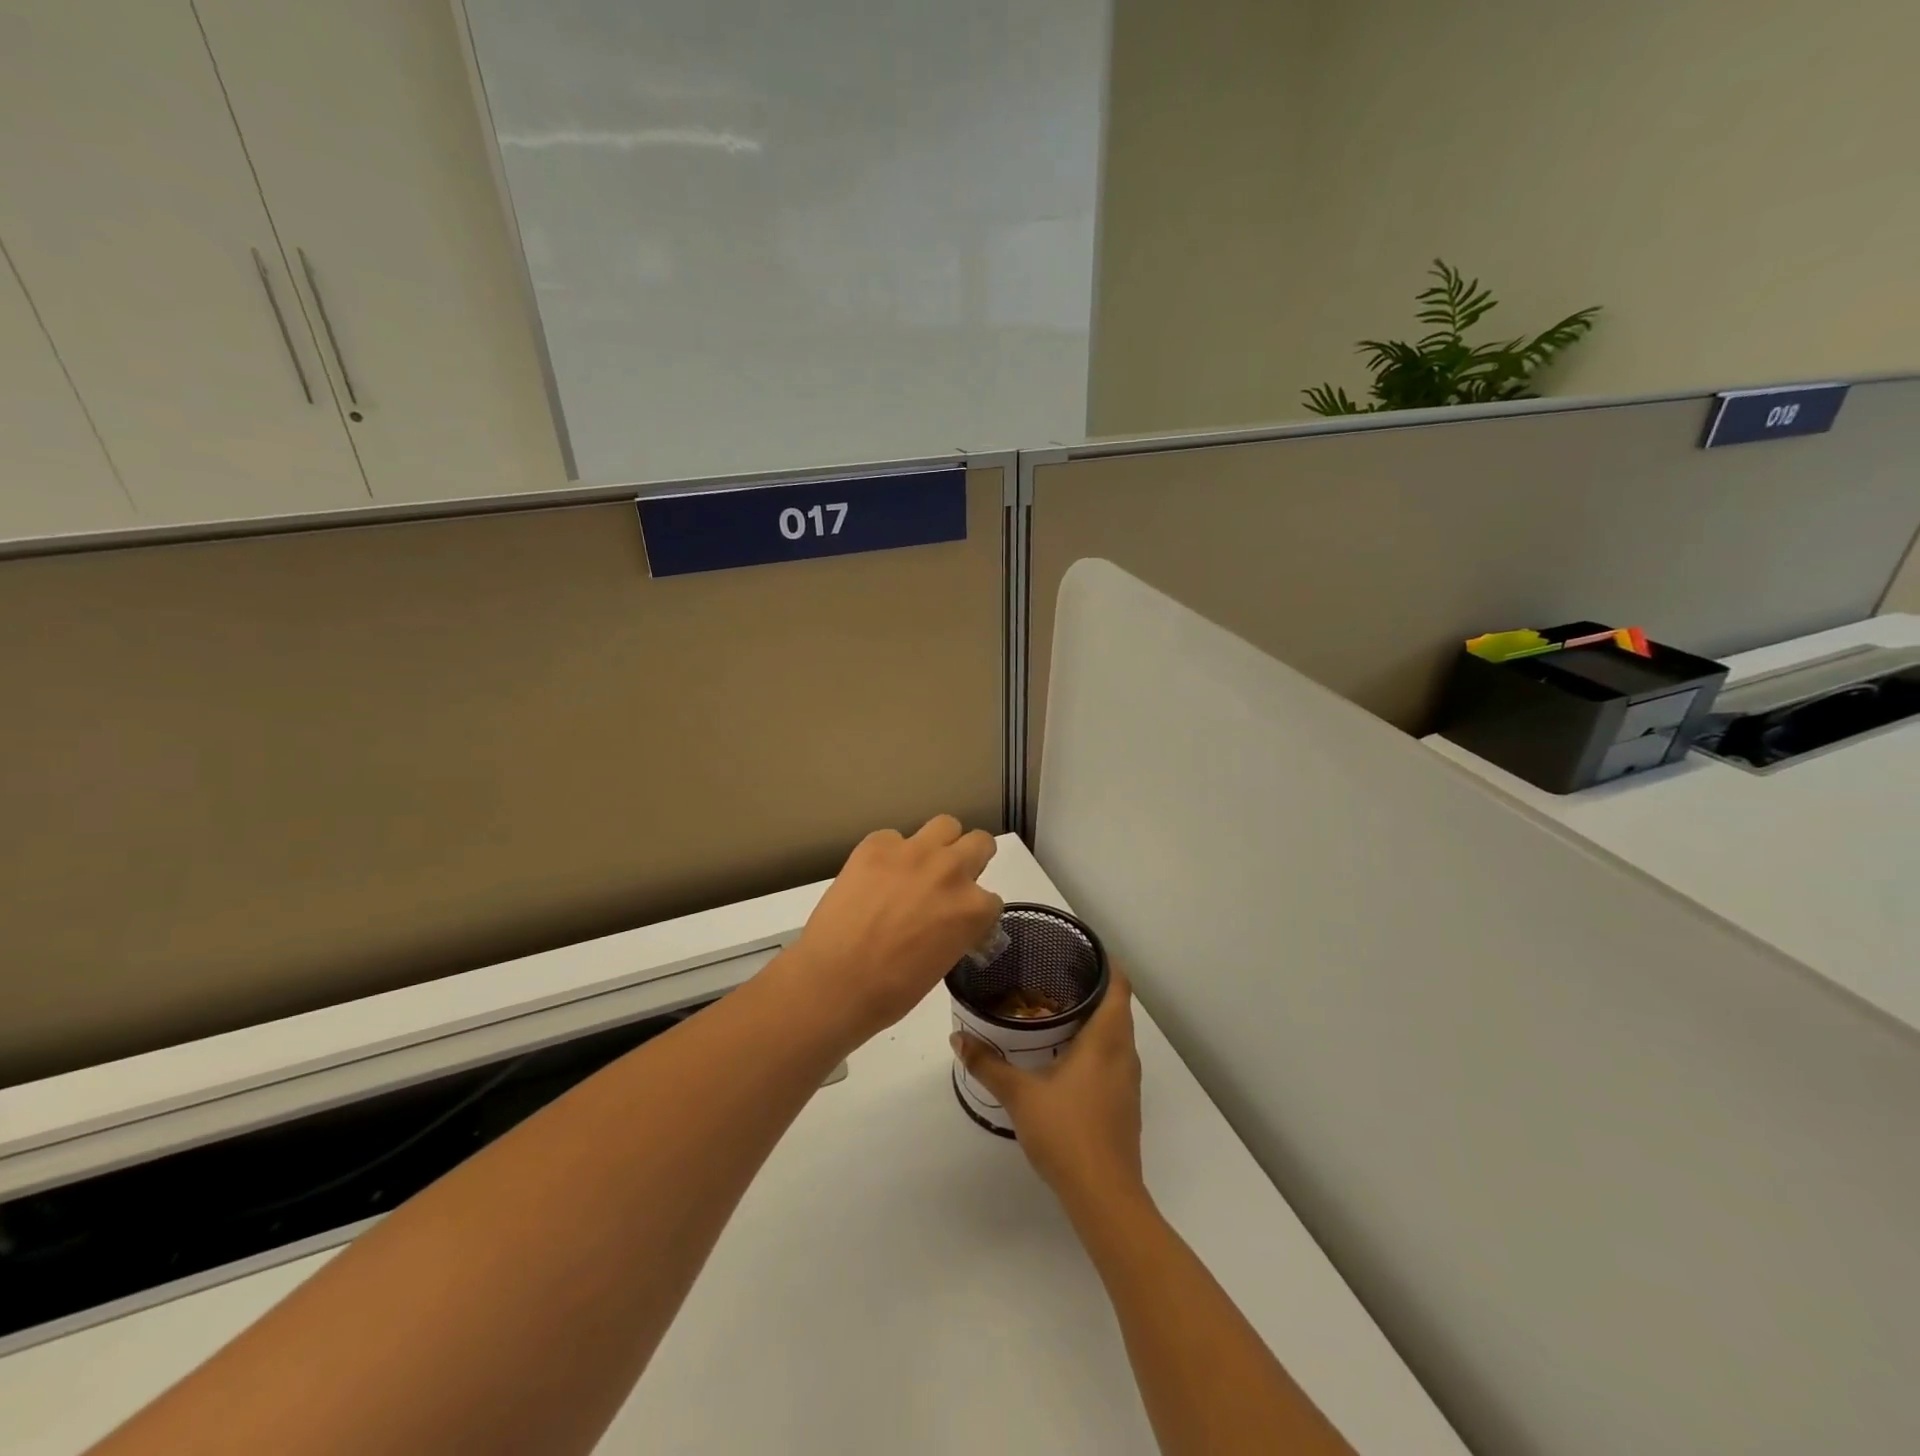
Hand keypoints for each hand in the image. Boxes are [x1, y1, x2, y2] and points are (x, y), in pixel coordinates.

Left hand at [788, 816, 1001, 1043]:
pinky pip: (894, 838)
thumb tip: (947, 920)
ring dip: (939, 844)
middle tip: (948, 881)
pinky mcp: (876, 845)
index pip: (991, 899)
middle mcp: (951, 871)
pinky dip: (890, 854)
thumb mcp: (942, 963)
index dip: (974, 910)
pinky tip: (874, 878)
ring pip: (945, 825)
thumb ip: (956, 930)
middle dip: (970, 860)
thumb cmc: (890, 991)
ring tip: (919, 866)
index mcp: (973, 909)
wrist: (833, 982)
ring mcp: (913, 852)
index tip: (958, 920)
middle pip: (980, 843)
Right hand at [953, 966, 1144, 1208]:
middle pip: (1120, 1007)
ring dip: (1098, 1018)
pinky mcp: (1126, 1103)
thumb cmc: (1066, 1132)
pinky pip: (1116, 1057)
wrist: (1105, 1195)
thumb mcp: (1019, 1095)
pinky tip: (1069, 1055)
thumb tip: (957, 1037)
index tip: (1082, 950)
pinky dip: (1099, 1044)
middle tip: (1058, 975)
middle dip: (1096, 987)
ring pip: (1119, 1034)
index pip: (1119, 986)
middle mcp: (1124, 1053)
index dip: (1106, 963)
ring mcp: (1129, 1081)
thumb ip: (988, 1064)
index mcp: (1106, 1040)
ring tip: (1060, 1008)